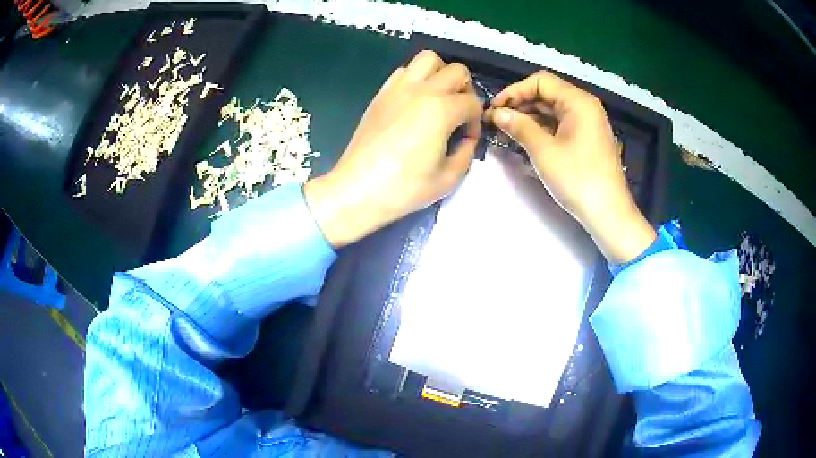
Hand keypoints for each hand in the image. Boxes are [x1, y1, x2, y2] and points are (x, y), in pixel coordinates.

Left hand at [305, 50, 481, 246]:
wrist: (358, 190)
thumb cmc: (404, 188)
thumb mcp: (448, 179)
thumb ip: (466, 153)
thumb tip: (467, 139)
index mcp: (441, 110)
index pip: (473, 103)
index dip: (476, 121)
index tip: (467, 139)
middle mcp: (421, 90)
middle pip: (457, 71)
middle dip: (466, 90)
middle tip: (459, 112)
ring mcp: (398, 88)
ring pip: (428, 59)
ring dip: (441, 73)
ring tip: (439, 97)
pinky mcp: (381, 94)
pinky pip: (404, 71)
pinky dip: (417, 77)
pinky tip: (415, 101)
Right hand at [486, 71, 654, 262]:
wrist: (608, 213)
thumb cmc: (578, 179)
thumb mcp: (544, 151)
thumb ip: (519, 126)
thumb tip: (497, 113)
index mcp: (578, 102)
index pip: (540, 82)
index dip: (514, 91)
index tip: (494, 108)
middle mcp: (585, 106)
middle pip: (547, 94)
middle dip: (520, 105)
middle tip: (496, 121)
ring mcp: (588, 123)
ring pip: (553, 111)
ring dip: (529, 118)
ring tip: (506, 131)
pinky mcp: (587, 139)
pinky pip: (561, 125)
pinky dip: (542, 129)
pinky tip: (526, 140)